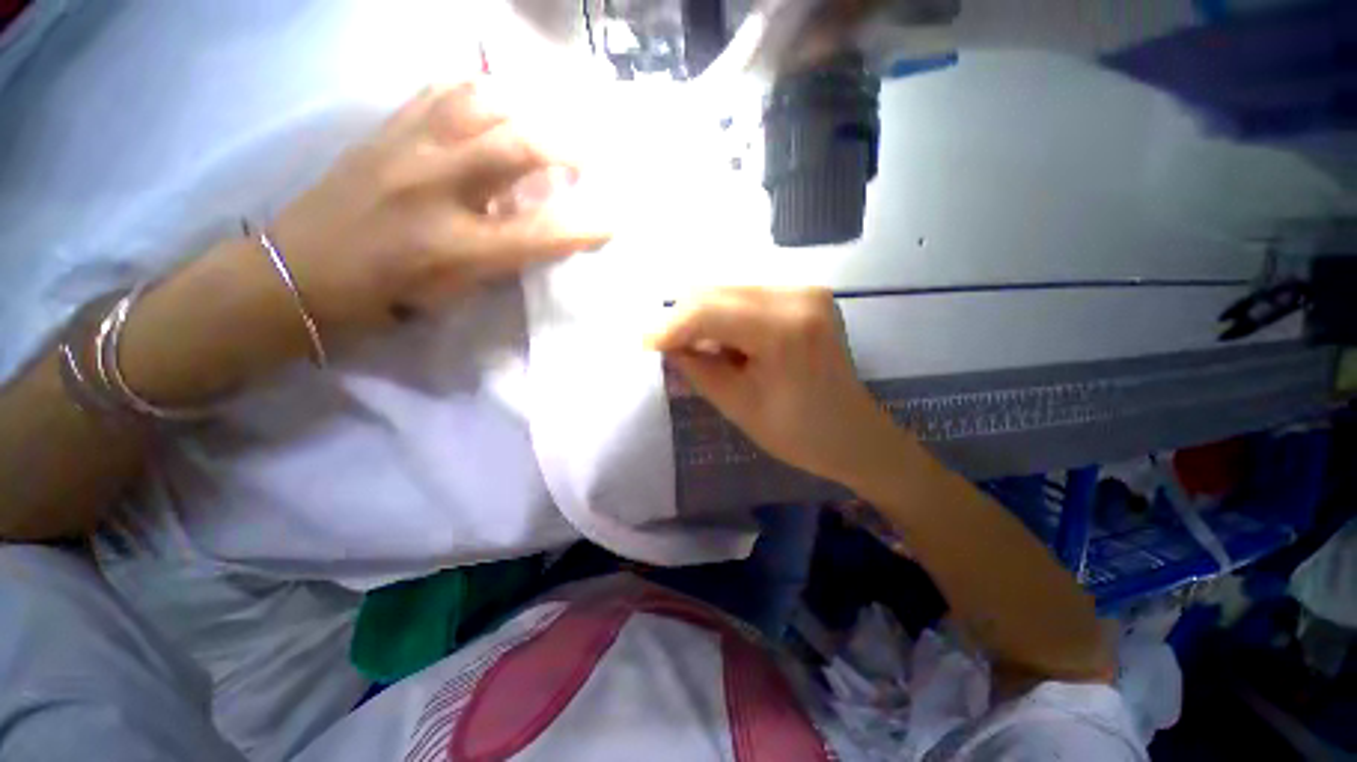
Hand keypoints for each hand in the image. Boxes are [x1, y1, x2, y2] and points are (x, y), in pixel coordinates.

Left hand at [272, 81, 609, 339]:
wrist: (300, 270)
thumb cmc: (386, 296)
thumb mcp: (457, 293)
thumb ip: (506, 260)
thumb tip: (545, 232)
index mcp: (455, 247)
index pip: (539, 233)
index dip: (585, 227)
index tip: (613, 222)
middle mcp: (435, 190)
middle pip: (517, 148)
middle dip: (568, 147)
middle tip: (593, 154)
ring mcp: (407, 149)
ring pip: (480, 102)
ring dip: (528, 109)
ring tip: (549, 123)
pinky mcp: (386, 129)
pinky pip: (442, 91)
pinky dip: (481, 92)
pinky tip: (497, 104)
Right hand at [647, 287, 912, 486]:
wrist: (854, 435)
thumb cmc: (799, 434)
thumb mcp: (737, 405)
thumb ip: (697, 368)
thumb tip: (666, 344)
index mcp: (785, 330)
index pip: (709, 311)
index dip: (671, 326)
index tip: (645, 344)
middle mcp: (799, 296)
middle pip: (718, 291)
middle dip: (686, 320)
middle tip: (671, 350)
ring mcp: (806, 290)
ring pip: (730, 290)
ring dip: (706, 318)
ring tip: (703, 351)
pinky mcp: (806, 294)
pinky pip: (748, 296)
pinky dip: (727, 316)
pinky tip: (728, 343)